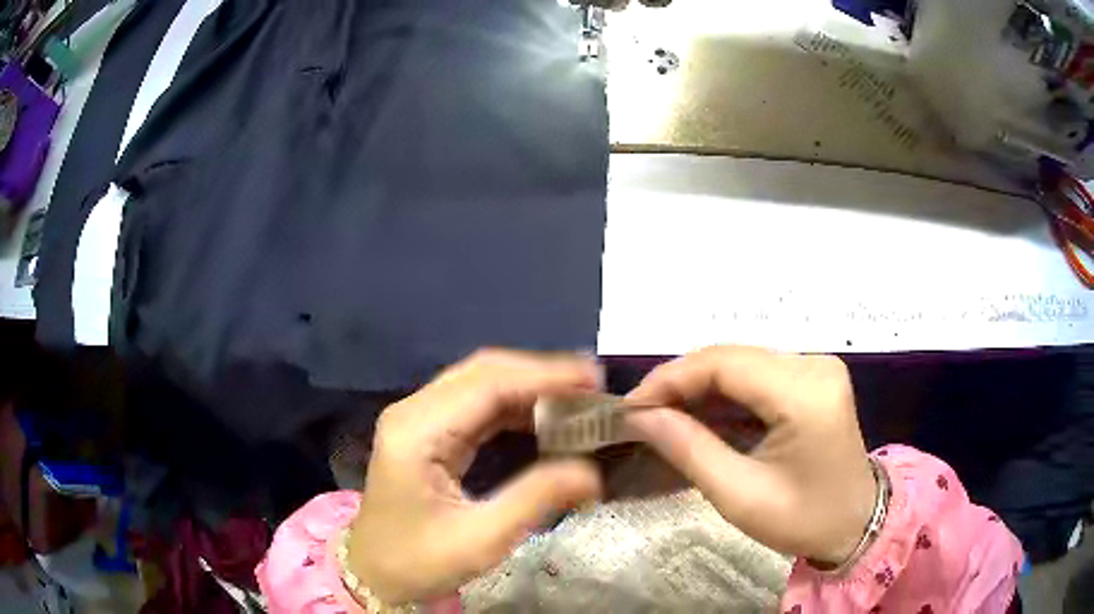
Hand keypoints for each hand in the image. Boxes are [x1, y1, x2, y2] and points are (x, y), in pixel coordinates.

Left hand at [347, 350, 604, 604]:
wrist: (374, 573)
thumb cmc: (419, 561)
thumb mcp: (481, 540)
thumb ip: (536, 499)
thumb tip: (593, 473)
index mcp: (417, 432)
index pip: (487, 385)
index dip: (543, 376)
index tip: (593, 380)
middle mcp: (414, 412)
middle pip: (483, 372)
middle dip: (540, 375)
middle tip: (592, 389)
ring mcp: (417, 418)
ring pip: (480, 383)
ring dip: (529, 387)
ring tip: (577, 400)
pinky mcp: (426, 431)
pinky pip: (475, 404)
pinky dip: (514, 405)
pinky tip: (544, 417)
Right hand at [624, 346, 876, 564]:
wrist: (856, 522)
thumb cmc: (804, 520)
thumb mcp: (741, 497)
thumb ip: (689, 450)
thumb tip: (641, 418)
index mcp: (805, 393)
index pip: (723, 363)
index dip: (670, 378)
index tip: (631, 408)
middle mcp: (813, 365)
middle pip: (731, 357)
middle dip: (680, 383)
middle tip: (642, 415)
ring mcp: (816, 367)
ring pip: (740, 363)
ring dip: (698, 388)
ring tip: (662, 418)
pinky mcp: (812, 378)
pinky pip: (756, 375)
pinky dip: (722, 394)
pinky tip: (699, 417)